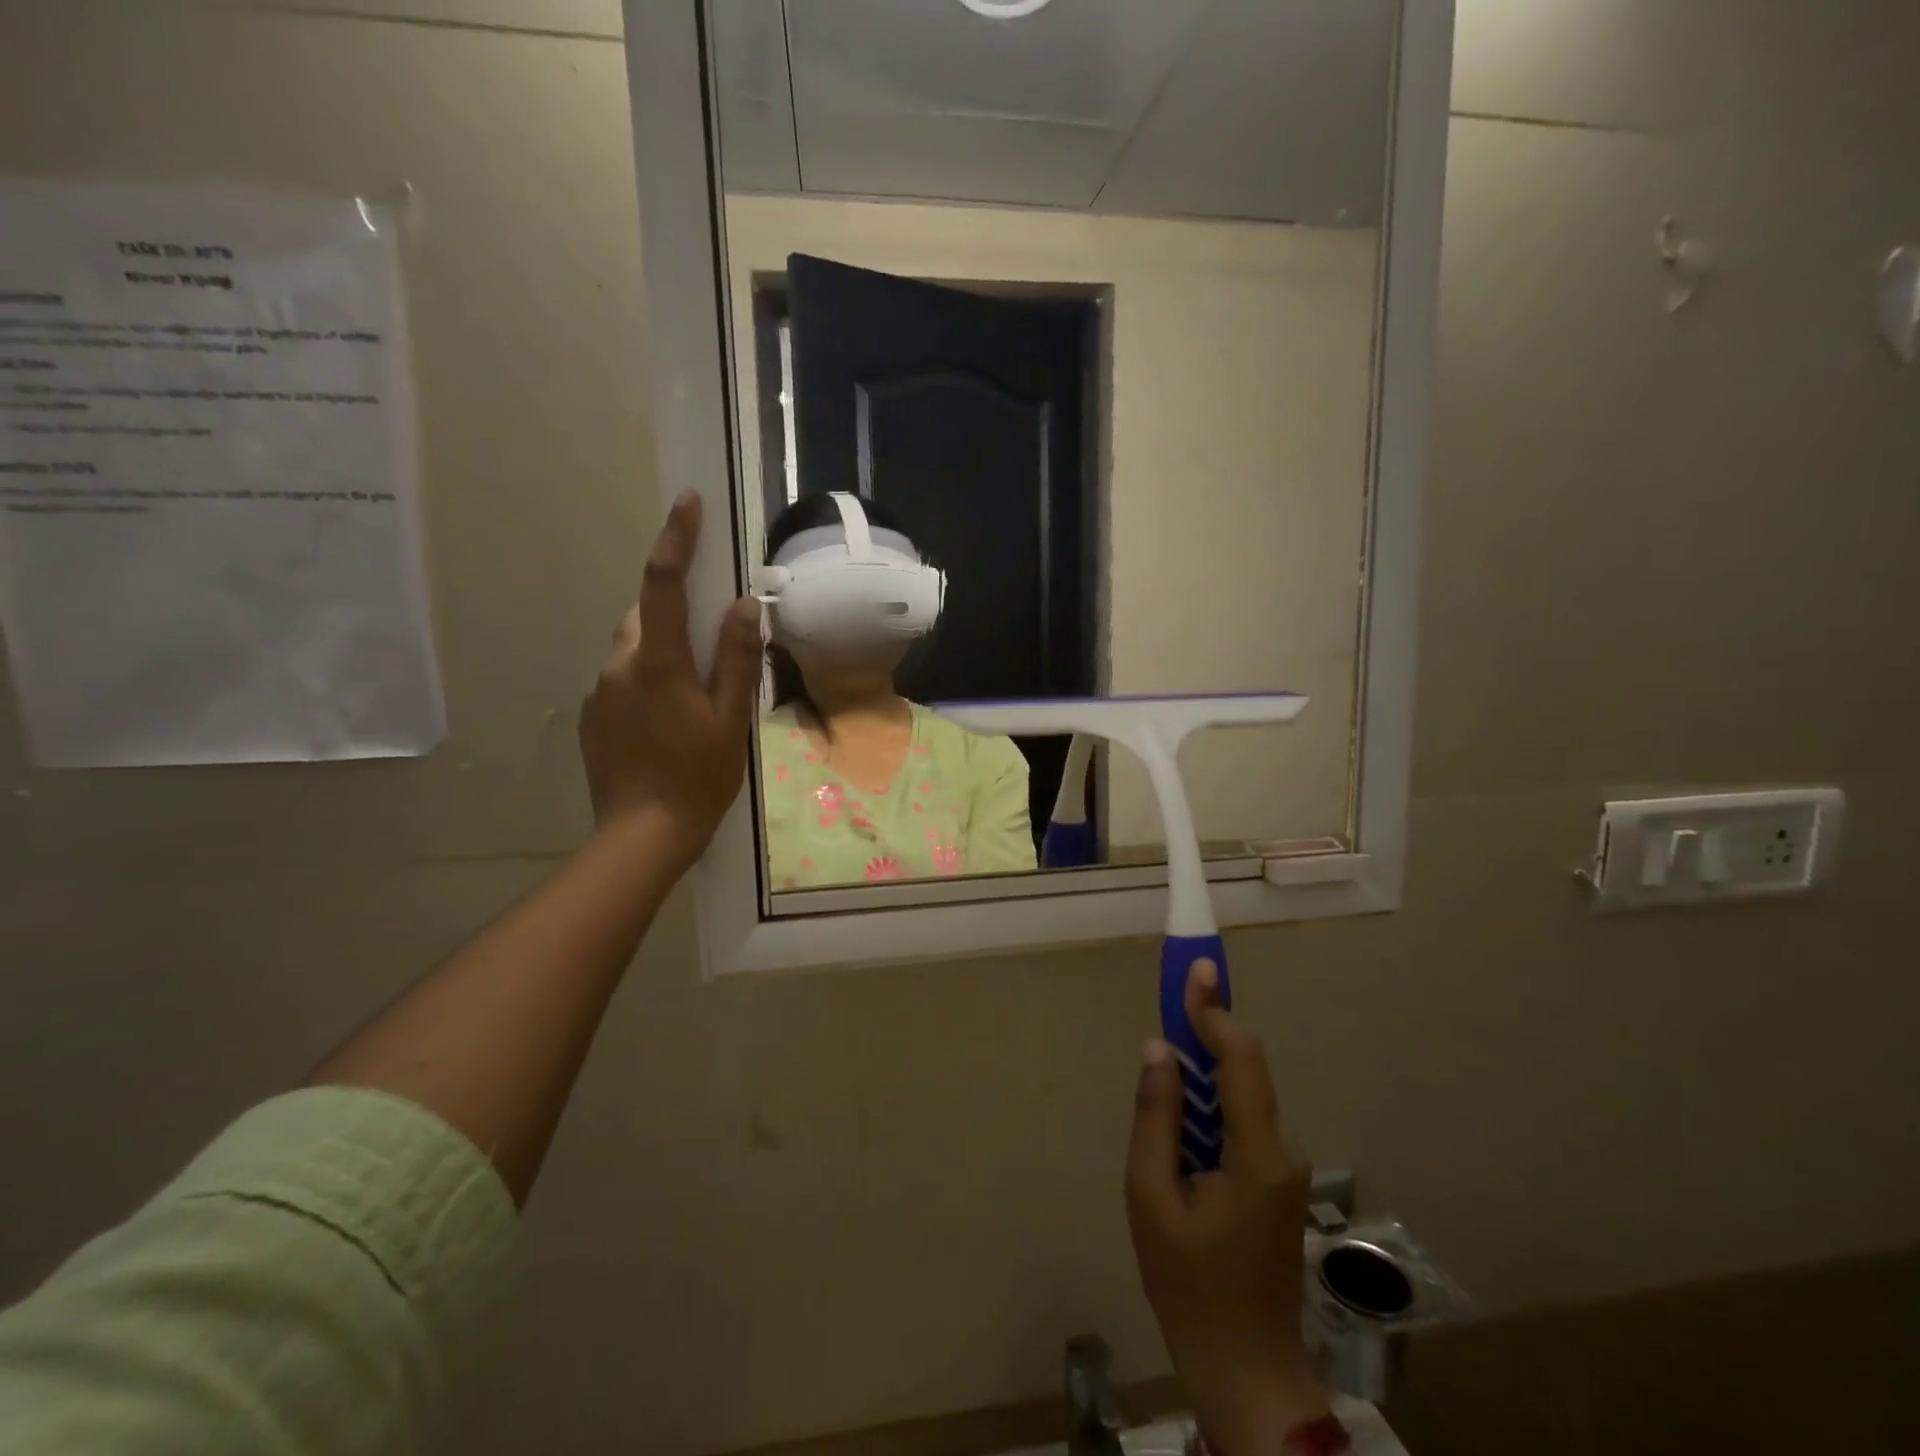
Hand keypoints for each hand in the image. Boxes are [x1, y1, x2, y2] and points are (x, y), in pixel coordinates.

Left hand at [579, 490, 763, 863]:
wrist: (642, 835)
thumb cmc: (698, 777)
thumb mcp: (731, 719)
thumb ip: (735, 658)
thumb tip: (742, 603)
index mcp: (657, 662)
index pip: (662, 584)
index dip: (676, 538)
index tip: (687, 501)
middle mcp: (619, 665)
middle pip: (644, 614)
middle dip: (674, 611)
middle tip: (710, 641)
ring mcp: (600, 691)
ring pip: (633, 648)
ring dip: (662, 651)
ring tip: (693, 694)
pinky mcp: (594, 716)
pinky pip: (622, 679)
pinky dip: (647, 682)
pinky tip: (668, 722)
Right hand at [1126, 962, 1330, 1453]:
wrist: (1246, 1369)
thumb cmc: (1189, 1285)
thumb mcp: (1151, 1197)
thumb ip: (1156, 1116)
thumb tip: (1158, 1049)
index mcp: (1257, 1153)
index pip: (1241, 1059)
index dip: (1216, 1009)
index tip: (1196, 969)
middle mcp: (1283, 1149)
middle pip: (1244, 1069)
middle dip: (1206, 1030)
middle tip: (1173, 997)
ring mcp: (1285, 1166)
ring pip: (1241, 1094)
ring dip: (1203, 1071)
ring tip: (1163, 1074)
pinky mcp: (1278, 1180)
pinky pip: (1241, 1120)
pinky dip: (1210, 1103)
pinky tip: (1181, 1125)